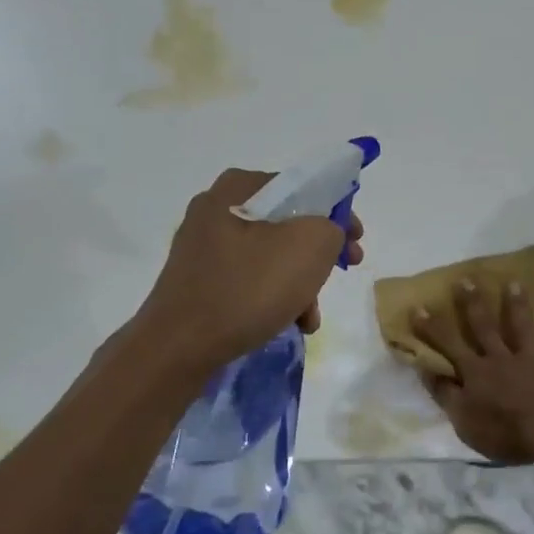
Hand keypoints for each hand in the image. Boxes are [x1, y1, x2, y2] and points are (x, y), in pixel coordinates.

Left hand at [133, 169, 363, 376]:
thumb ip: (332, 226)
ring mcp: (203, 245)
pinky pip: (249, 278)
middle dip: (320, 253)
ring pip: (271, 255)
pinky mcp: (198, 279)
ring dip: (300, 282)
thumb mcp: (310, 246)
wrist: (178, 347)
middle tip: (343, 271)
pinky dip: (274, 296)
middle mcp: (217, 207)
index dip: (338, 212)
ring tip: (311, 316)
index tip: (355, 241)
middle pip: (288, 222)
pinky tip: (289, 323)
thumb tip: (326, 232)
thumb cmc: (248, 288)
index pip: (303, 186)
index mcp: (239, 187)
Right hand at [412, 281, 533, 465]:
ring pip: (522, 329)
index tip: (419, 307)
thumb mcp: (464, 421)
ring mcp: (531, 362)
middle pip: (485, 328)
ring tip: (514, 283)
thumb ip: (445, 394)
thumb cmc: (504, 430)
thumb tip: (426, 369)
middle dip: (473, 304)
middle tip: (466, 280)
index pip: (449, 346)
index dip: (432, 328)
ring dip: (517, 306)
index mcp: (476, 372)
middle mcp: (501, 359)